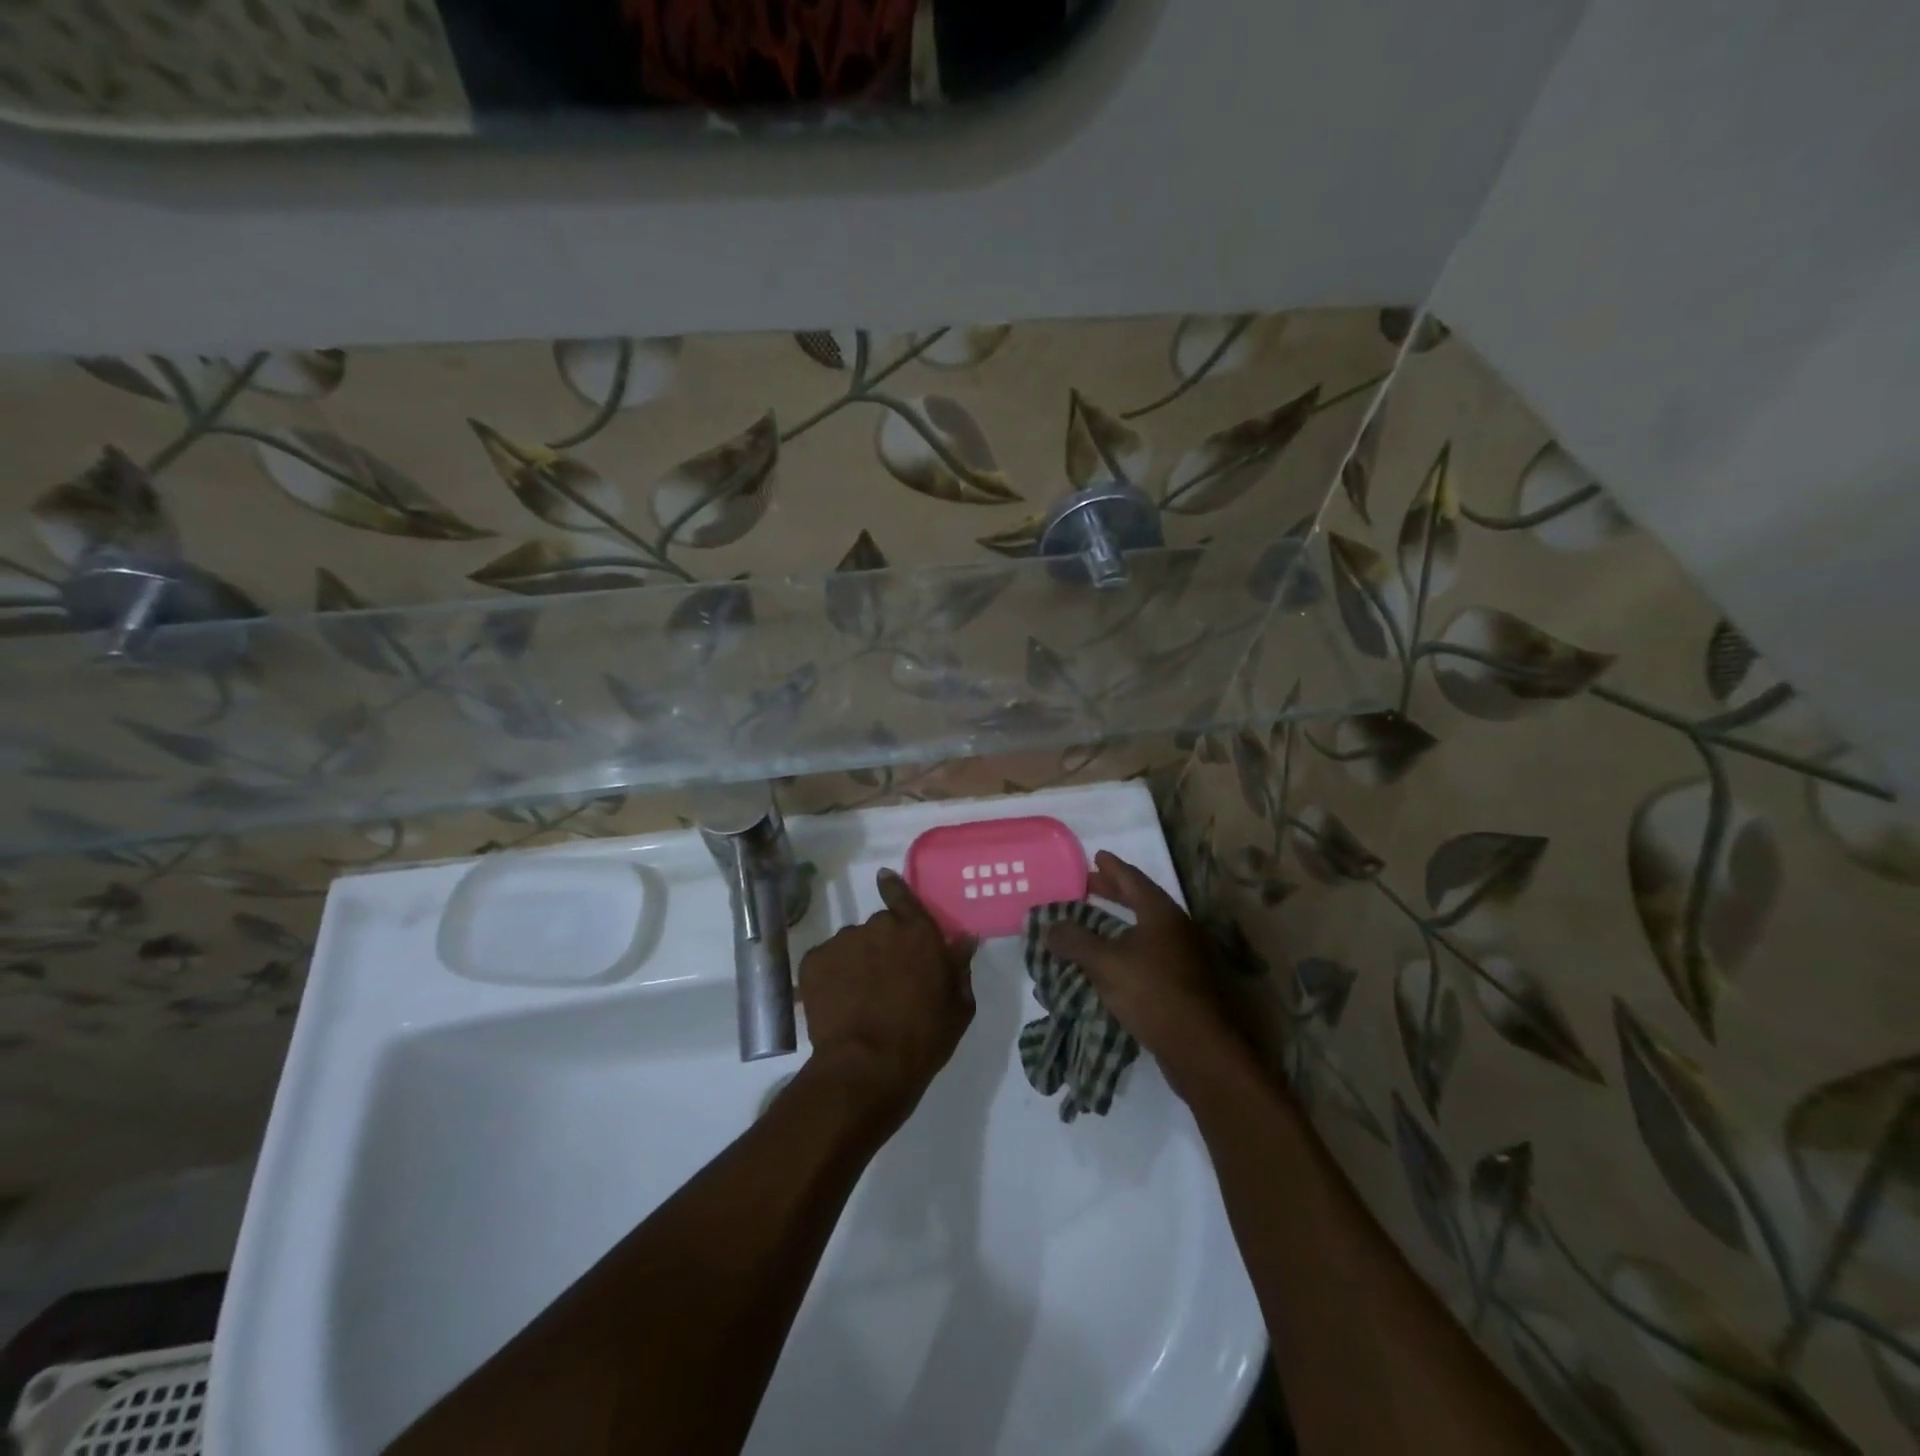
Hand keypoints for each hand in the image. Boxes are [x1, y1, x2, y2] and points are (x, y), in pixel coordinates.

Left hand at [797, 869, 977, 1129]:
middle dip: (882, 946)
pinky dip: (830, 977)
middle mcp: (879, 926)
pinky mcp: (813, 961)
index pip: (903, 896)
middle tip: (885, 980)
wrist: (866, 1067)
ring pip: (851, 944)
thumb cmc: (923, 1039)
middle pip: (879, 927)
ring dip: (856, 962)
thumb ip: (959, 967)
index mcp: (917, 933)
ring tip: (858, 998)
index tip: (884, 877)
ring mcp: (843, 941)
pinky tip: (837, 1004)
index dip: (894, 887)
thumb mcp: (958, 1007)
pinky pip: (824, 962)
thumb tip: (964, 939)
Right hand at [1045, 850, 1247, 1101]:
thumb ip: (1075, 940)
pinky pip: (1148, 954)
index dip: (1112, 867)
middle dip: (1113, 893)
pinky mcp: (1183, 983)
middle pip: (1141, 901)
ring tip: (1092, 923)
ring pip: (1145, 929)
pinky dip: (1126, 948)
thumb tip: (1049, 926)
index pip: (1133, 879)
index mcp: (1161, 913)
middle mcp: (1176, 928)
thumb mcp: (1105, 963)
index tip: (1096, 856)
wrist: (1198, 1047)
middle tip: (1087, 886)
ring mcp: (1183, 956)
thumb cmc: (1152, 992)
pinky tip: (1109, 962)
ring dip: (1118, 923)